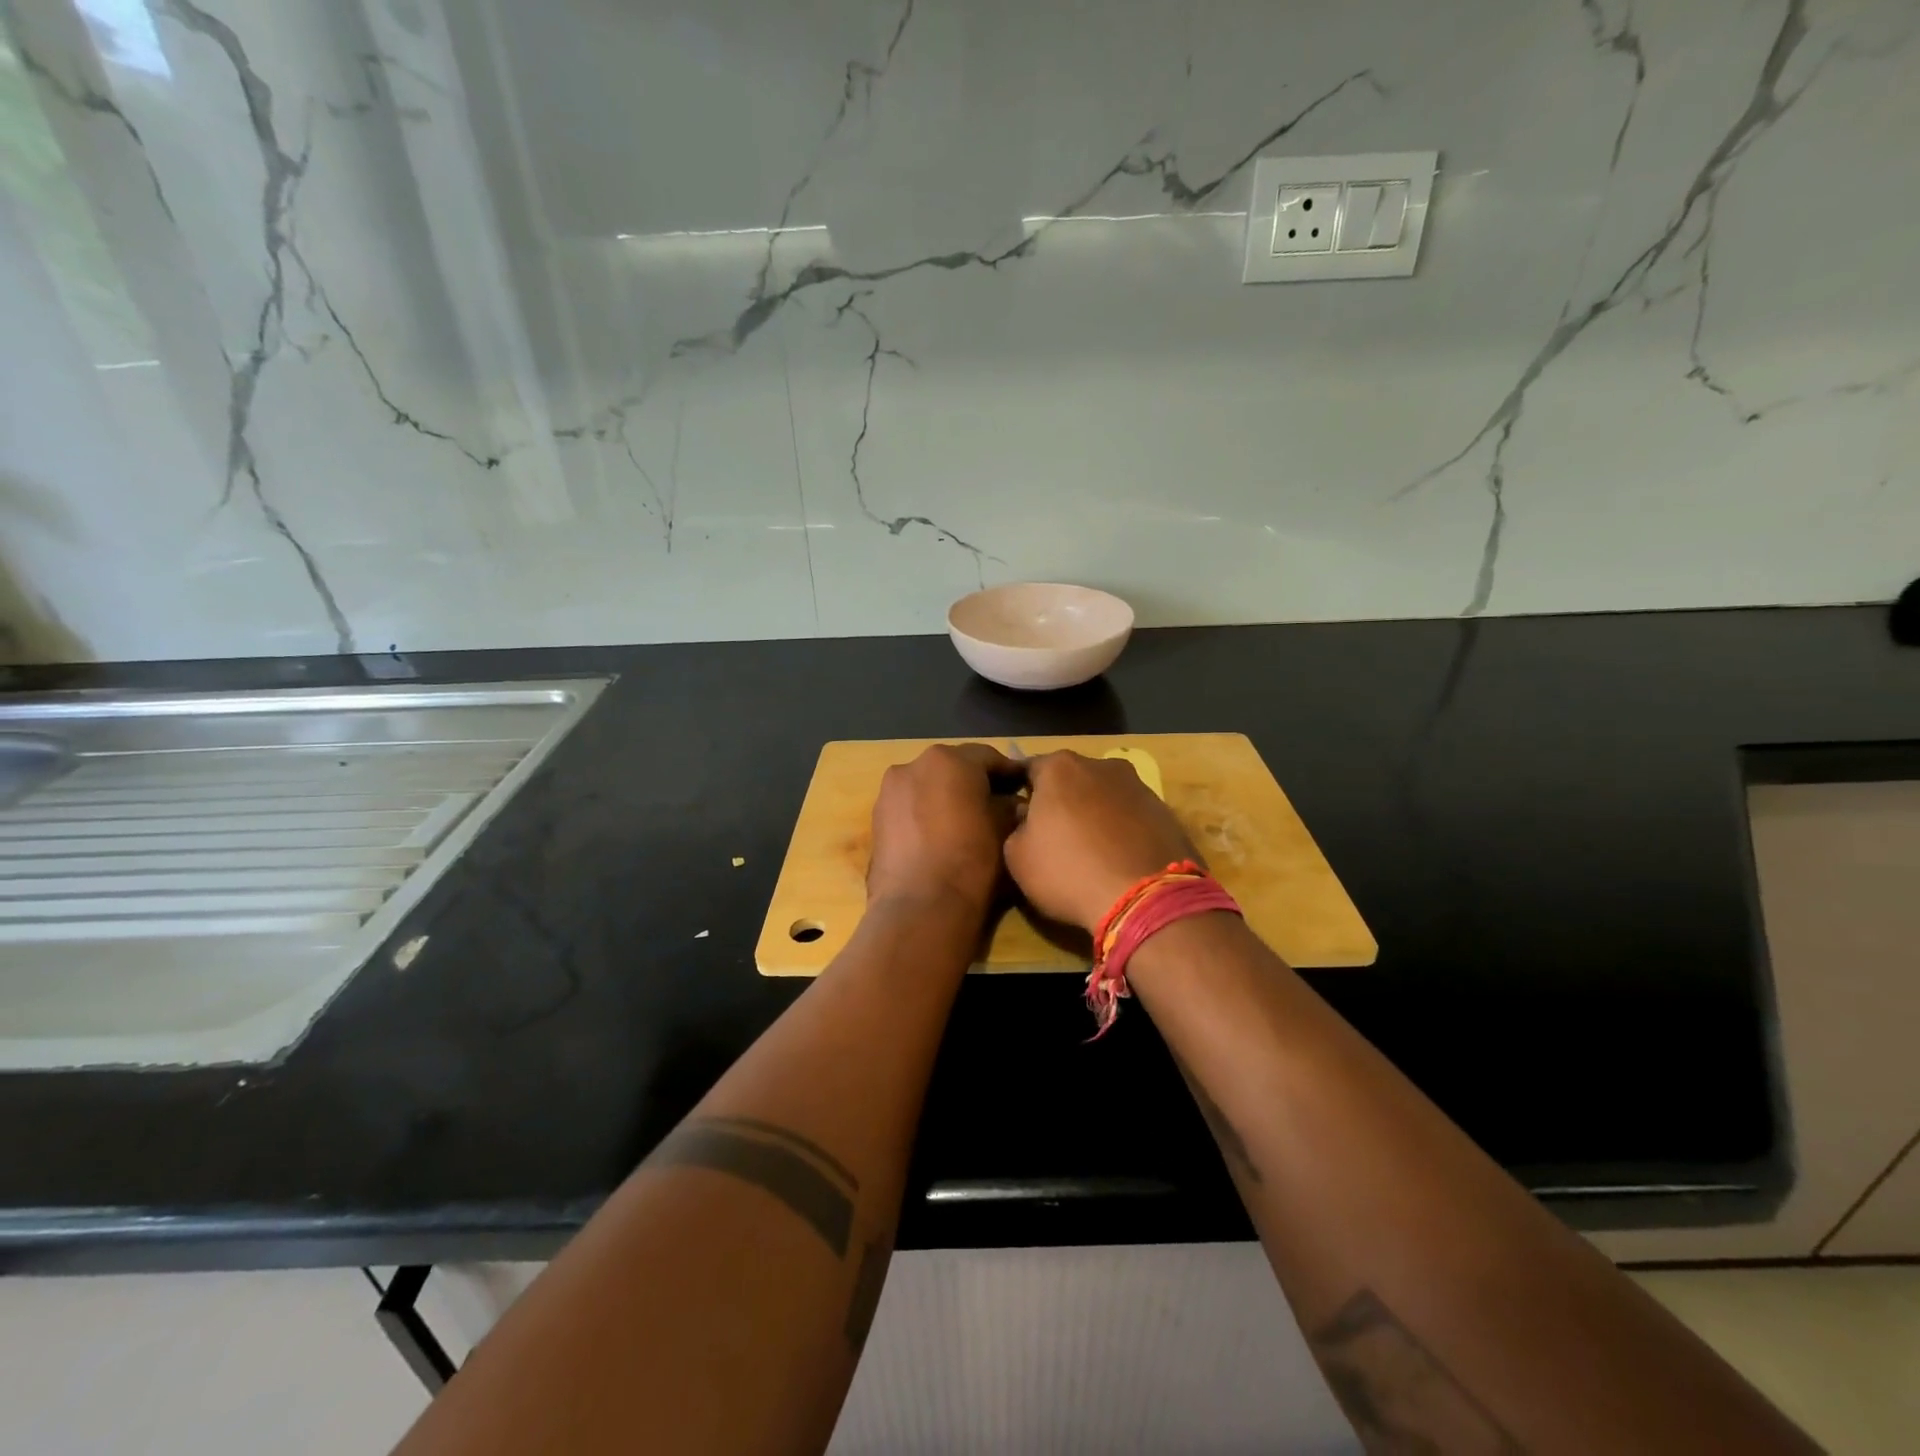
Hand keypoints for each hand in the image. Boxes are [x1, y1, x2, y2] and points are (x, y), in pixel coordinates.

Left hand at [867, 743, 1020, 913]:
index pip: (988, 757)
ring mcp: (889, 791)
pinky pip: (909, 808)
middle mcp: (914, 765)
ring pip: (927, 786)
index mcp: (950, 760)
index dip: (1010, 772)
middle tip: (997, 804)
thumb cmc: (972, 861)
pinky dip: (925, 814)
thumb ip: (1011, 807)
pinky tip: (940, 837)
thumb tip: (1014, 804)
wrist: (921, 908)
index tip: (1025, 787)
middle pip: (953, 768)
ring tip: (966, 823)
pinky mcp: (876, 819)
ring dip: (947, 798)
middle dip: (974, 783)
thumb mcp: (1005, 830)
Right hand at [1004, 751, 1199, 933]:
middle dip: (1061, 800)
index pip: (1028, 769)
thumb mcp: (1017, 857)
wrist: (1146, 899)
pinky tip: (1119, 859)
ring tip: (1090, 851)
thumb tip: (1026, 817)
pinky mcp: (1166, 811)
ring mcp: (1139, 785)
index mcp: (1060, 767)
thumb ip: (1016, 827)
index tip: (1017, 816)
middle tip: (1053, 835)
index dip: (1020, 792)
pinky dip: (1122, 829)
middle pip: (1070, 779)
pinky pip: (1131, 816)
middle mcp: (1101, 765)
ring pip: (1104, 795)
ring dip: (1094, 814)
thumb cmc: (1069, 871)